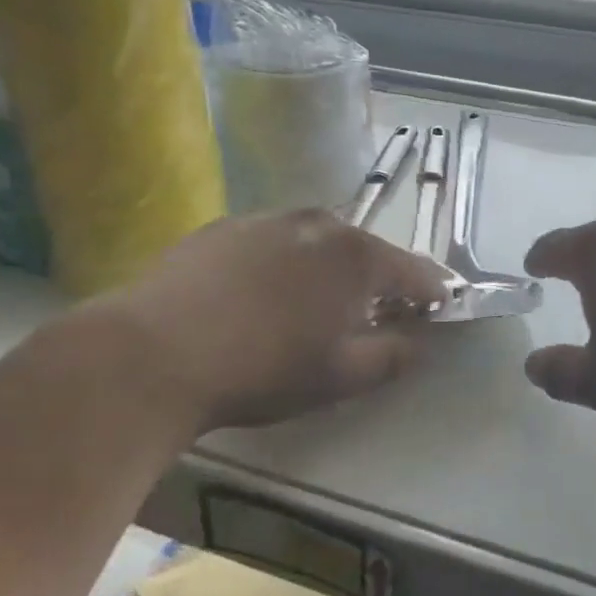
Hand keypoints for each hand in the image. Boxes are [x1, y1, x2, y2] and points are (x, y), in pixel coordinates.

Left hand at [88, 210, 447, 433]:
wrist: (156, 353)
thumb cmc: (264, 369)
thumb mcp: (341, 376)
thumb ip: (393, 356)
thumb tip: (420, 343)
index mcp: (357, 257)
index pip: (415, 271)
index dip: (432, 292)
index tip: (439, 307)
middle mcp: (319, 224)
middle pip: (365, 250)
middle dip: (377, 279)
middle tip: (373, 312)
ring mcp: (267, 219)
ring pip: (316, 241)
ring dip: (328, 266)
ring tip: (314, 301)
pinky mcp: (222, 227)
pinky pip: (271, 242)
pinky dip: (282, 262)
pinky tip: (259, 293)